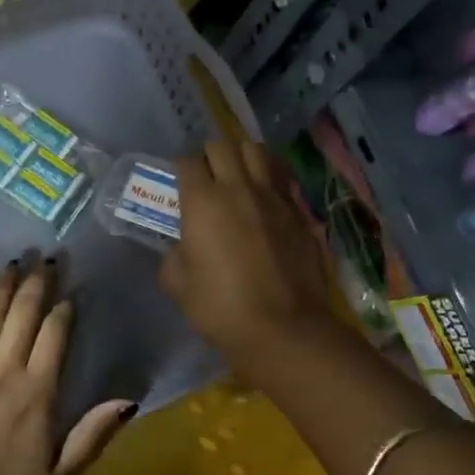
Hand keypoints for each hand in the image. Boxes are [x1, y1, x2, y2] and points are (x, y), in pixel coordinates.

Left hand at [0, 261, 135, 474]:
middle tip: (44, 256)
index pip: (55, 336)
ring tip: (11, 263)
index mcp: (38, 395)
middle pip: (22, 315)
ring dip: (0, 287)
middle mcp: (2, 373)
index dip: (63, 308)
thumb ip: (93, 435)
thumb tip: (129, 399)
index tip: (69, 289)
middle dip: (36, 283)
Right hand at [160, 141, 337, 370]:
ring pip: (257, 152)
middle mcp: (238, 188)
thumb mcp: (177, 284)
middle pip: (223, 146)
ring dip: (243, 157)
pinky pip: (282, 180)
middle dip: (211, 156)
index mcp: (202, 202)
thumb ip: (174, 255)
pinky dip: (270, 180)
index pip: (187, 162)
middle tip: (207, 177)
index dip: (181, 169)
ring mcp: (274, 198)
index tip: (181, 185)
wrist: (282, 328)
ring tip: (238, 176)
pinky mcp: (299, 212)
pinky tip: (266, 199)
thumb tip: (184, 247)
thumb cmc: (220, 307)